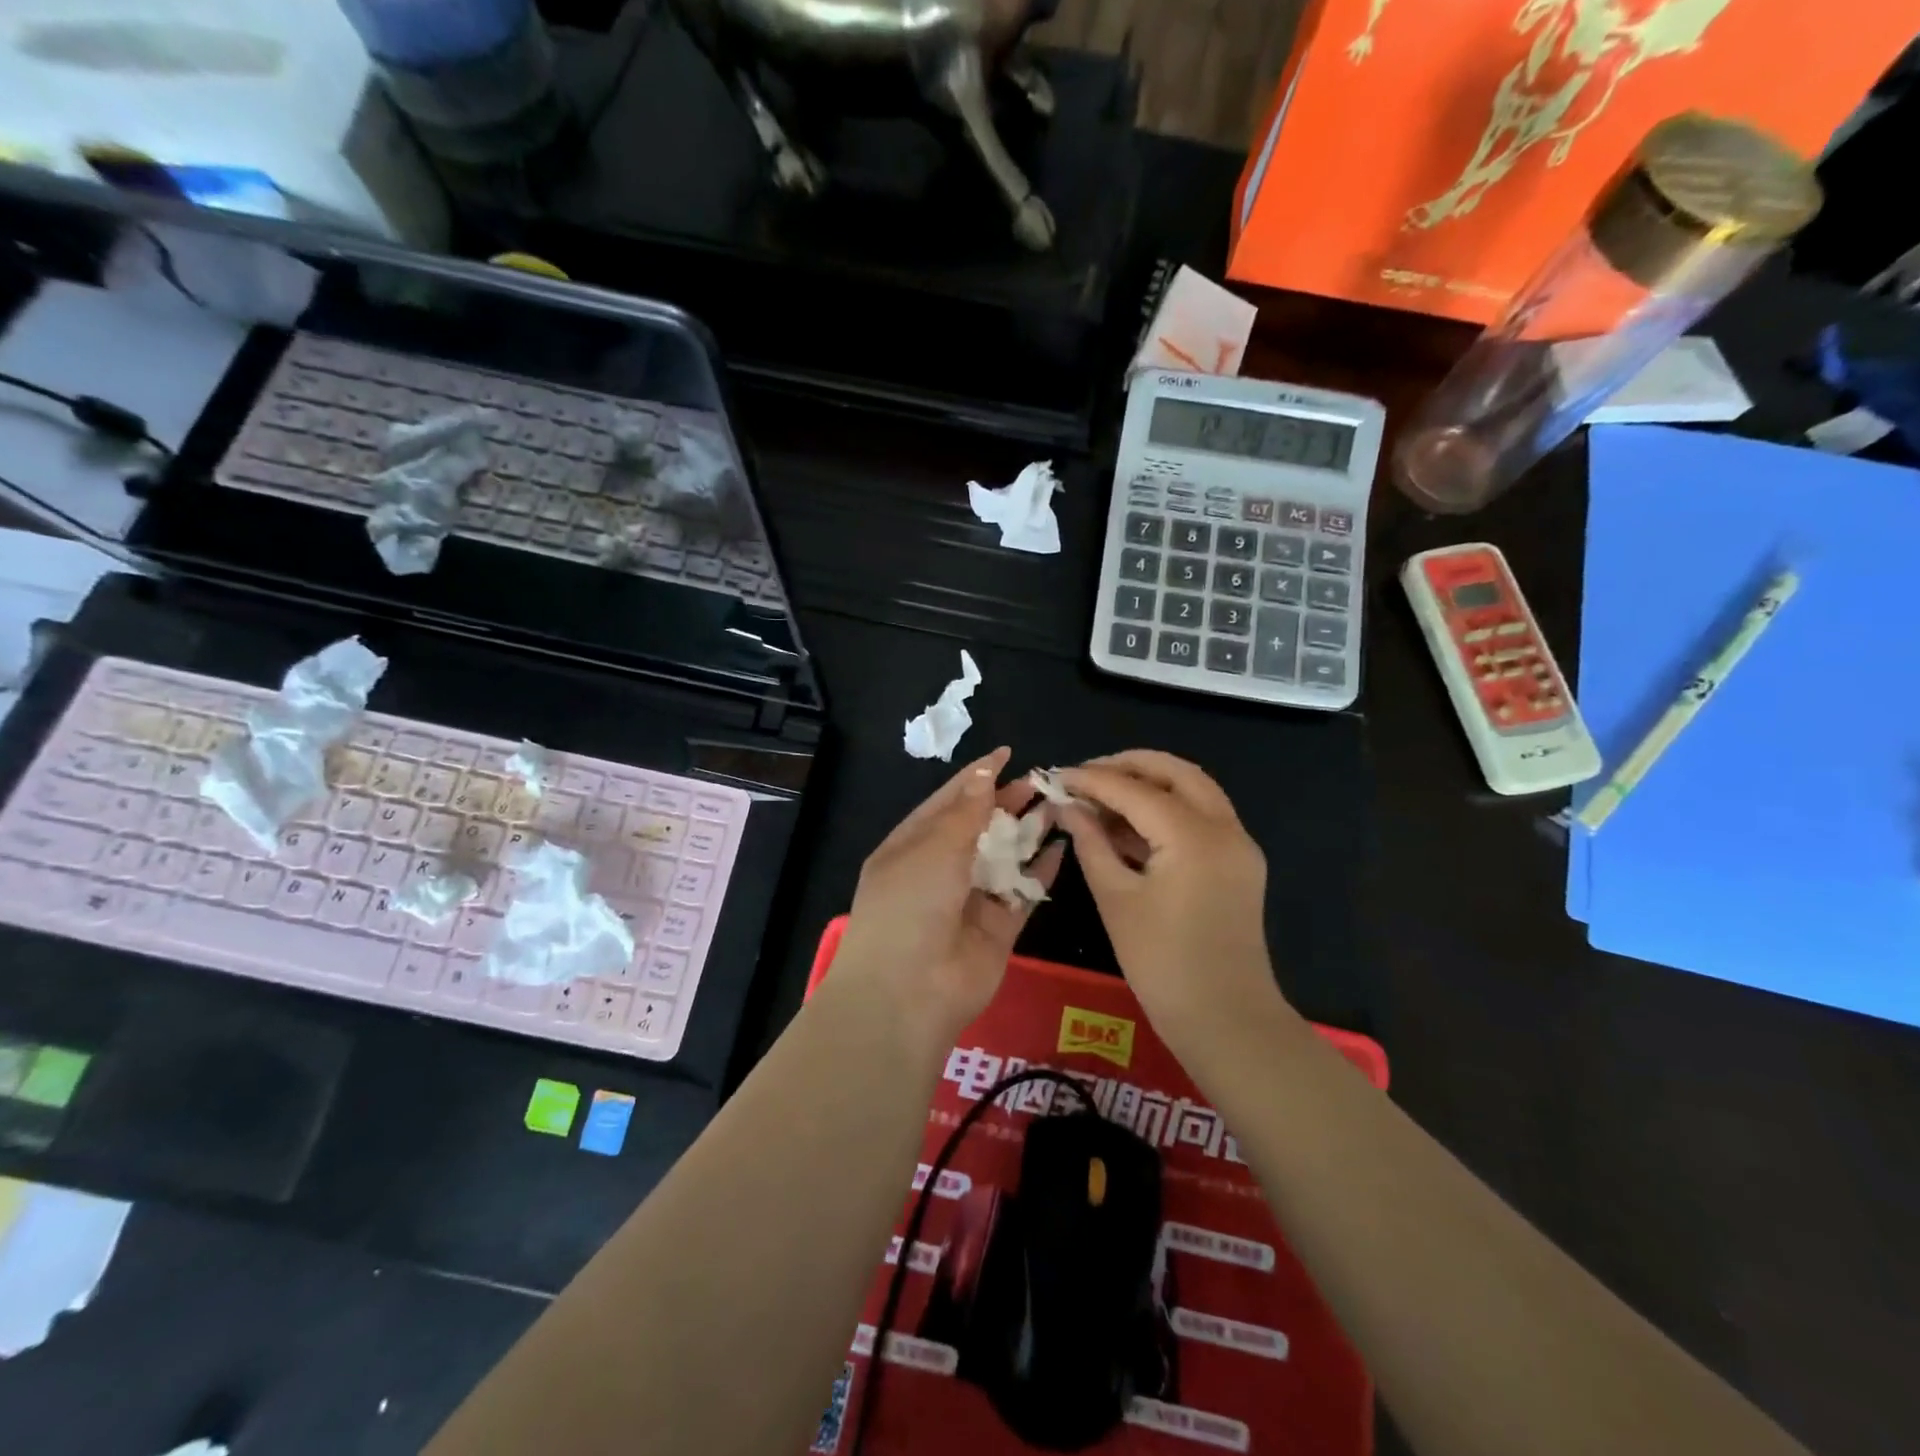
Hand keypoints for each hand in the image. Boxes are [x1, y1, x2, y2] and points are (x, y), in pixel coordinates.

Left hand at [832, 747, 1063, 1048]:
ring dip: (1028, 833)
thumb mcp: (933, 848)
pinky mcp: (997, 928)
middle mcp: (939, 870)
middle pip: (979, 827)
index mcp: (911, 846)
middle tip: (1041, 780)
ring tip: (1058, 806)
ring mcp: (969, 900)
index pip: (947, 802)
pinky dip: (1041, 872)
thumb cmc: (910, 906)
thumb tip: (984, 773)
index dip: (976, 777)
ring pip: (1005, 858)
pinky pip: (1022, 892)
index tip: (1006, 754)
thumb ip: (966, 813)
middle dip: (1007, 803)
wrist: (908, 993)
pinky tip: (1062, 848)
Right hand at [1057, 751, 1280, 1048]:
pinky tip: (1129, 824)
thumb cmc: (1162, 963)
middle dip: (1128, 765)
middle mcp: (1225, 827)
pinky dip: (1167, 810)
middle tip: (1085, 775)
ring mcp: (1239, 845)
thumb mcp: (1116, 899)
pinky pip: (1202, 818)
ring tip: (1102, 796)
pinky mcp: (1239, 864)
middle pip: (1175, 772)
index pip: (1135, 789)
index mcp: (1194, 835)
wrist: (1226, 1021)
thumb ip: (1090, 843)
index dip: (1091, 780)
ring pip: (1194, 791)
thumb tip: (1068, 807)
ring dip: (1150, 785)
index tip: (1056, 776)